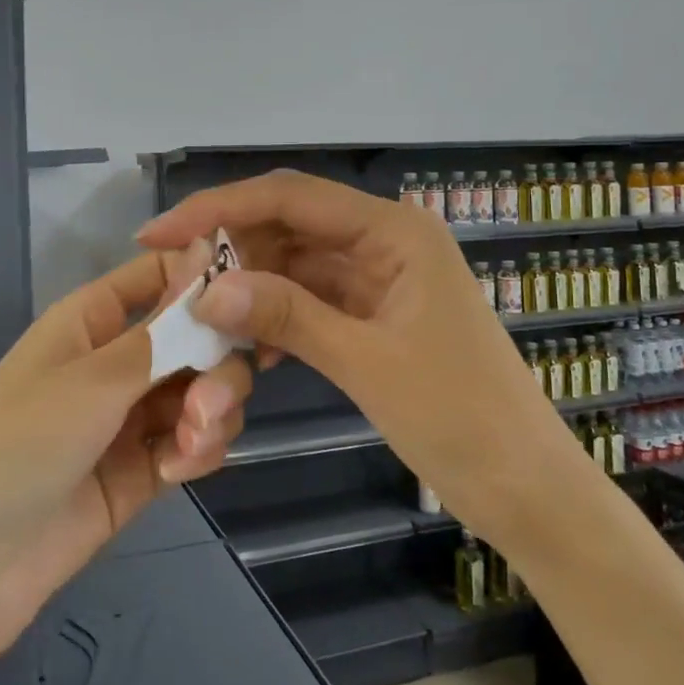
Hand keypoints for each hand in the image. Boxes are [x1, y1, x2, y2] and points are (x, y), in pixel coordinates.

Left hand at [0, 241, 252, 661]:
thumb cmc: (21, 441)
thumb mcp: (94, 378)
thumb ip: (164, 329)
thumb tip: (205, 251)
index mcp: (94, 319)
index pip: (162, 275)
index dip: (206, 281)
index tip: (248, 303)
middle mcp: (118, 360)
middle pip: (197, 339)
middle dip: (216, 366)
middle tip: (207, 403)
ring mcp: (132, 417)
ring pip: (203, 392)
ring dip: (212, 413)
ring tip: (189, 445)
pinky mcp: (143, 470)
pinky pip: (193, 442)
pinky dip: (198, 451)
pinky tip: (176, 471)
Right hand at [138, 171, 568, 532]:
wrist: (524, 487)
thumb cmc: (460, 417)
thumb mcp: (367, 362)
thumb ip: (286, 315)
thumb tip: (206, 289)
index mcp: (394, 231)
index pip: (291, 198)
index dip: (219, 209)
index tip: (159, 234)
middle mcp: (385, 241)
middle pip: (290, 226)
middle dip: (231, 250)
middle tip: (175, 284)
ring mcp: (380, 279)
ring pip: (295, 265)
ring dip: (250, 286)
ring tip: (199, 316)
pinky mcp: (374, 315)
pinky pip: (311, 300)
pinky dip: (275, 316)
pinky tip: (244, 345)